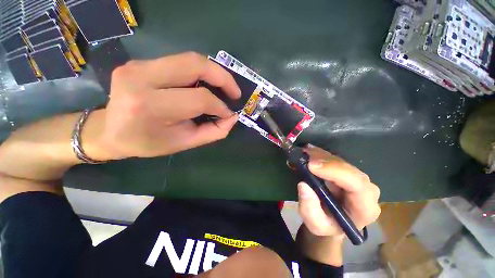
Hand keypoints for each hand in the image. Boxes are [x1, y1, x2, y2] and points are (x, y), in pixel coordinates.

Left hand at [94, 52, 241, 159]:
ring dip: (214, 72)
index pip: (199, 98)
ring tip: (225, 87)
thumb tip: (232, 117)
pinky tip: (206, 84)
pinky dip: (200, 72)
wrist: (109, 131)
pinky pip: (180, 62)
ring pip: (190, 59)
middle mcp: (142, 78)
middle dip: (223, 77)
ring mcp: (139, 65)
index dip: (220, 106)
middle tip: (235, 92)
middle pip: (195, 65)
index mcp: (150, 106)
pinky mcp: (141, 62)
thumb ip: (213, 132)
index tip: (229, 113)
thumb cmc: (147, 142)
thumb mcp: (184, 143)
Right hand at [297, 145, 380, 238]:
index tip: (311, 165)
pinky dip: (318, 154)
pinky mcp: (345, 170)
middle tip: (303, 156)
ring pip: (339, 160)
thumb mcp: (315, 225)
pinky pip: (333, 158)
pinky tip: (307, 151)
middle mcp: (365, 188)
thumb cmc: (327, 225)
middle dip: (324, 161)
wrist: (332, 220)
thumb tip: (303, 185)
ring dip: (319, 155)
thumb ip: (310, 210)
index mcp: (365, 207)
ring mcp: (355, 177)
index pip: (357, 184)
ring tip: (302, 153)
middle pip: (348, 168)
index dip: (334, 171)